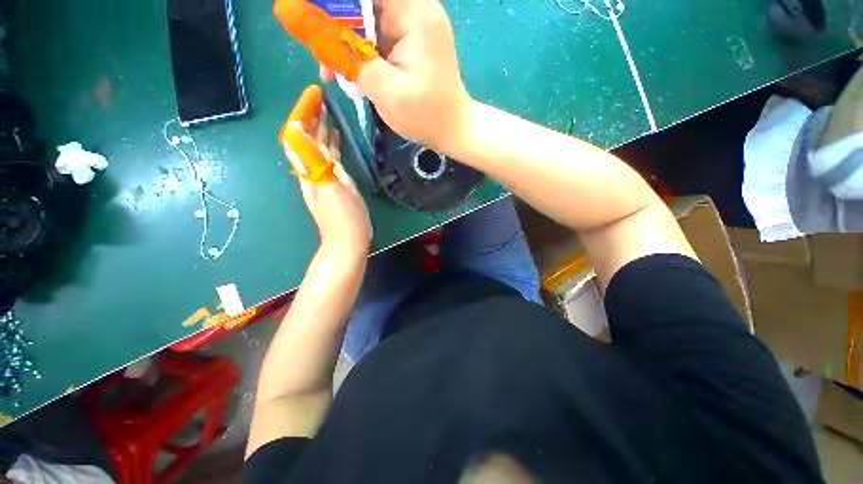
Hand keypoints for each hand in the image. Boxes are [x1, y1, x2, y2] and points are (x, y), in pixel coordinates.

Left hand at [282, 104, 371, 258]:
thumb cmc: (345, 218)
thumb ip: (316, 162)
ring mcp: (323, 178)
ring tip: (327, 112)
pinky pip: (329, 159)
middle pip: (305, 140)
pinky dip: (330, 145)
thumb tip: (299, 133)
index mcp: (310, 171)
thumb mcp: (332, 190)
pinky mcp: (334, 184)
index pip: (297, 137)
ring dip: (320, 129)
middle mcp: (312, 171)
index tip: (313, 96)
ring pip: (317, 148)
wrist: (348, 241)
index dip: (302, 115)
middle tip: (320, 98)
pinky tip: (336, 138)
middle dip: (310, 117)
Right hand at [320, 0, 472, 152]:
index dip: (333, 2)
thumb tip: (305, 21)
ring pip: (366, 21)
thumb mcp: (385, 90)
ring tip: (334, 73)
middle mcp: (415, 10)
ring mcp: (414, 26)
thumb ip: (348, 54)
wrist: (454, 130)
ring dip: (346, 44)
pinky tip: (353, 74)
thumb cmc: (426, 116)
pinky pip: (378, 37)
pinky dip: (362, 53)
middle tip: (322, 58)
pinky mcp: (412, 43)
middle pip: (363, 4)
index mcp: (414, 13)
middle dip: (336, 27)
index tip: (310, 18)